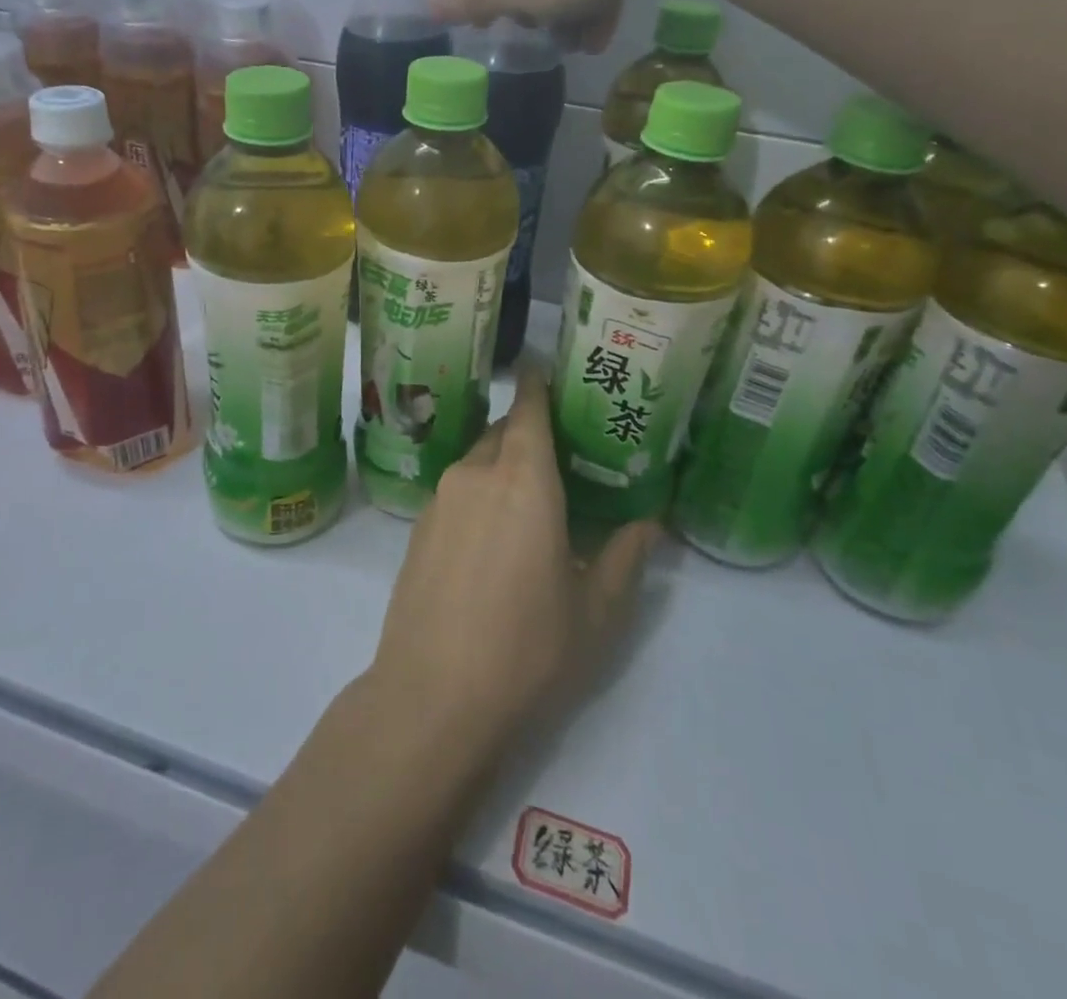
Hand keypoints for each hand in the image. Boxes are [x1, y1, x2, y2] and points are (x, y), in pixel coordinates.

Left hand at [367, 368, 661, 763]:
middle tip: (560, 457)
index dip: (537, 385)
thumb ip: (624, 558)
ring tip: (530, 502)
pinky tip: (492, 539)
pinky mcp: (418, 528)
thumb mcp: (596, 611)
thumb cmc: (528, 649)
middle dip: (527, 434)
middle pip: (502, 433)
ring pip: (476, 462)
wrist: (432, 694)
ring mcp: (439, 499)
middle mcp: (475, 474)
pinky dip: (478, 495)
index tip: (547, 371)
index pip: (528, 409)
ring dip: (502, 467)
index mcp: (523, 479)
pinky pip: (456, 492)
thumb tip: (649, 525)